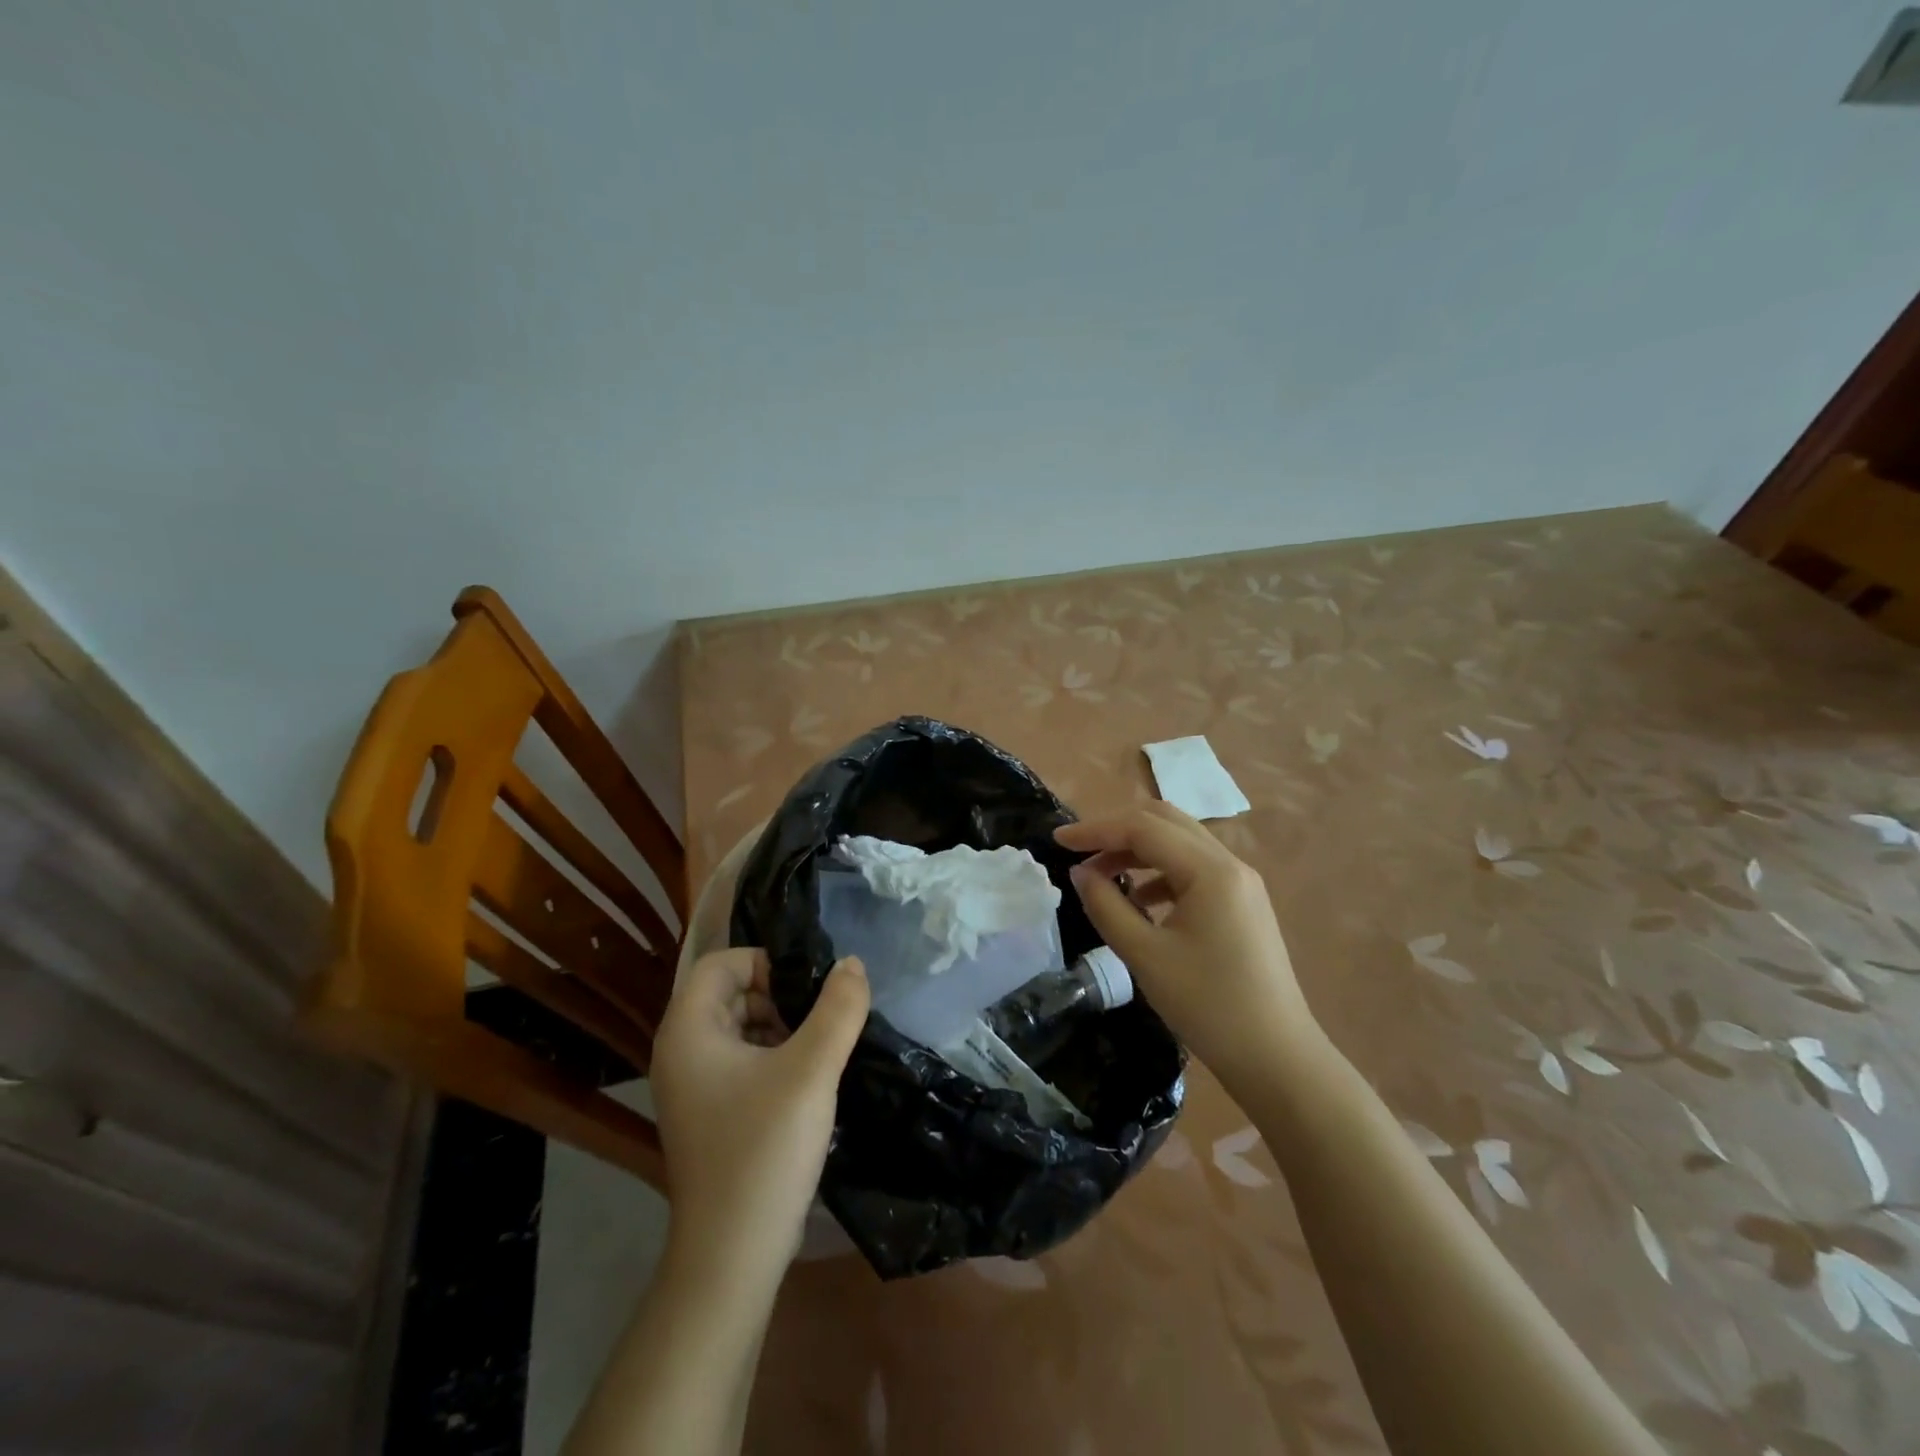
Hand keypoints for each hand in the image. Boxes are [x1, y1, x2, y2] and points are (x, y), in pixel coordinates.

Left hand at [649, 949, 869, 1282]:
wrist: (732, 1255)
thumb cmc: (764, 1149)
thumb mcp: (812, 1069)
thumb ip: (838, 1008)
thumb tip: (852, 963)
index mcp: (688, 1030)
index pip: (723, 963)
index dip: (767, 963)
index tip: (809, 988)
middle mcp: (680, 1051)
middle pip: (731, 993)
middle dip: (779, 996)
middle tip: (821, 1017)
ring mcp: (691, 1086)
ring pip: (739, 1028)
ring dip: (780, 1027)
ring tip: (819, 1048)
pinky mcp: (709, 1114)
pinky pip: (740, 1061)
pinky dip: (773, 1057)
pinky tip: (806, 1080)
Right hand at [1055, 802, 1319, 1086]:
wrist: (1277, 1058)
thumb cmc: (1208, 1006)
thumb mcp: (1145, 955)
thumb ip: (1107, 906)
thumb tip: (1080, 873)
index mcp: (1210, 870)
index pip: (1143, 827)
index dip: (1096, 829)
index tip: (1057, 841)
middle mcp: (1230, 864)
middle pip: (1165, 822)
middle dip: (1117, 830)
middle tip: (1080, 851)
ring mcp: (1241, 883)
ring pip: (1180, 843)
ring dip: (1138, 849)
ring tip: (1102, 877)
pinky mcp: (1243, 903)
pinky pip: (1194, 869)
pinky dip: (1160, 872)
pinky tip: (1140, 901)